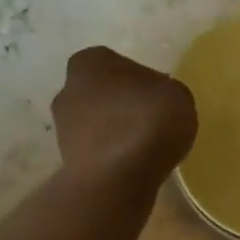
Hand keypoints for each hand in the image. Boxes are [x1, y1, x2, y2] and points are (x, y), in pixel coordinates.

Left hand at [52, 47, 197, 189]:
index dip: (142, 82)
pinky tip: (133, 166)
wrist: (116, 178)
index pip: (119, 64)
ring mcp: (62, 127)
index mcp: (91, 61)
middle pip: (104, 94)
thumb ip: (164, 91)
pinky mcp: (66, 160)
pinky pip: (98, 151)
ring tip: (145, 149)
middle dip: (123, 106)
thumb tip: (154, 100)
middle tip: (152, 123)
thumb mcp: (177, 95)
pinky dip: (113, 156)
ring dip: (116, 133)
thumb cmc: (147, 122)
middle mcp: (68, 88)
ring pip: (98, 124)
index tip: (159, 101)